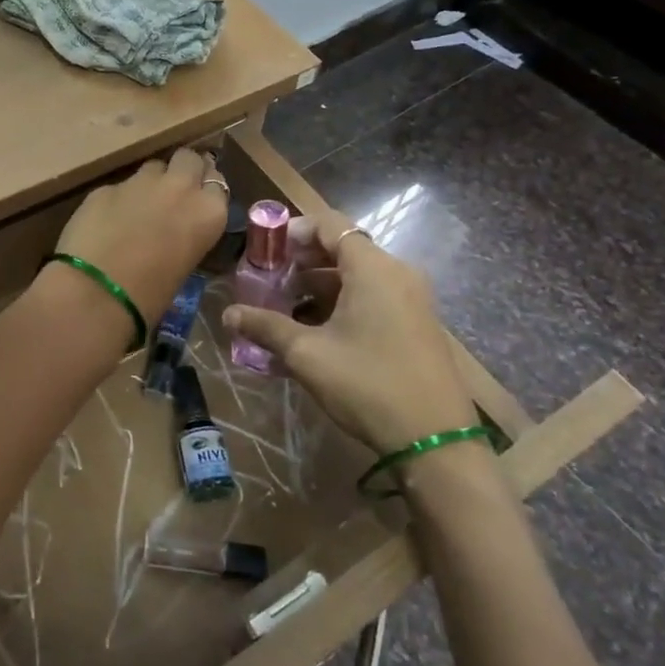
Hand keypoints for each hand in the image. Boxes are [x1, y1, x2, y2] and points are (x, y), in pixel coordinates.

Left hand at [50, 149, 228, 332]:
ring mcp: (140, 182)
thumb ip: (187, 235)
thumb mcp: (185, 266)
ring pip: (153, 167)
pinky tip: (107, 221)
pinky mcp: (106, 187)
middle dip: (183, 170)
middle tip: (174, 193)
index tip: (198, 201)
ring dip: (151, 182)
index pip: (217, 183)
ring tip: (140, 207)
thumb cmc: (150, 296)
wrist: (97, 293)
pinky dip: (118, 199)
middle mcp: (179, 188)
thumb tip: (176, 232)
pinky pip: (120, 186)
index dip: (205, 189)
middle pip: (189, 158)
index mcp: (208, 212)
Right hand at [223, 210, 476, 453]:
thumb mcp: (308, 355)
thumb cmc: (367, 384)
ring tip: (285, 308)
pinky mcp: (416, 323)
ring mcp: (411, 299)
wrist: (436, 441)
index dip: (294, 231)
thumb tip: (228, 314)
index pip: (330, 225)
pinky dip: (342, 302)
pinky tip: (316, 331)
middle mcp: (397, 273)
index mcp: (373, 268)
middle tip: (269, 280)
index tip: (266, 250)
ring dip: (320, 285)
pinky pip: (374, 296)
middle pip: (343, 248)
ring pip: (358, 275)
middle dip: (302, 261)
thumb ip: (266, 327)